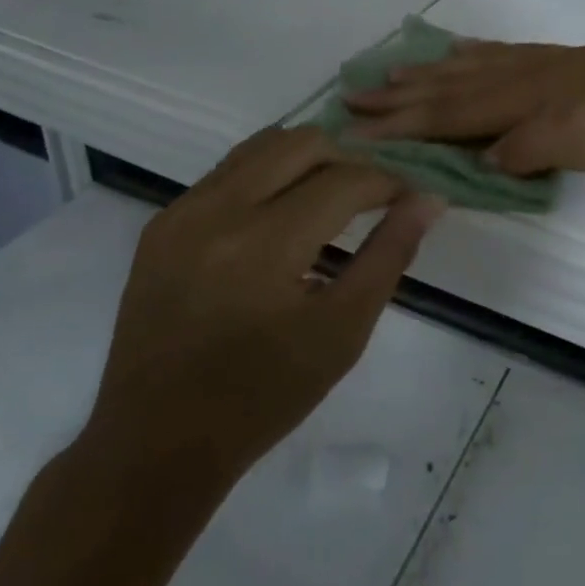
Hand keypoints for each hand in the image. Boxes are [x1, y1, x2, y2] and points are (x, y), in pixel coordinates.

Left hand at [81, 127, 444, 494]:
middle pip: (303, 143)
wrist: (156, 443)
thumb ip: (390, 255)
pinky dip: (267, 175)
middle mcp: (217, 211)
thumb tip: (428, 199)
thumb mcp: (343, 332)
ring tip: (328, 199)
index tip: (408, 197)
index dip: (387, 182)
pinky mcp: (162, 221)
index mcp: (263, 246)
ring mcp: (181, 211)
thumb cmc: (263, 396)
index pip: (344, 180)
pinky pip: (228, 170)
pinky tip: (280, 215)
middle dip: (348, 160)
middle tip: (369, 198)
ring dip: (307, 160)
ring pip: (263, 144)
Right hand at [345, 18, 584, 175]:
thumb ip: (524, 149)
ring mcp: (545, 66)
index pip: (446, 115)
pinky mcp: (567, 64)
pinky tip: (468, 52)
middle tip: (353, 96)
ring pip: (472, 68)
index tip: (353, 129)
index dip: (400, 124)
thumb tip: (476, 160)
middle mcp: (523, 77)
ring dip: (429, 74)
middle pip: (449, 87)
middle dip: (400, 97)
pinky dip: (475, 55)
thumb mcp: (581, 142)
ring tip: (395, 72)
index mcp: (520, 99)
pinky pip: (504, 55)